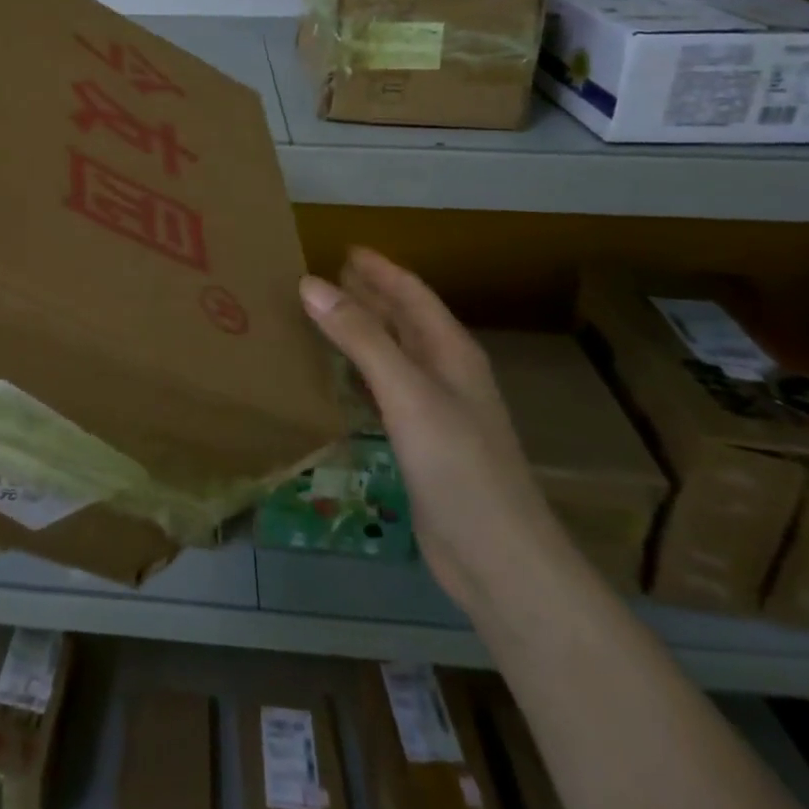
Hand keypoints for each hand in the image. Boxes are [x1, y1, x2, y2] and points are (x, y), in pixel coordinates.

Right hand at [300, 248, 565, 613]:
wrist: (498, 559)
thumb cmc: (457, 464)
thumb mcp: (406, 391)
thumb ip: (359, 336)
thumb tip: (310, 283)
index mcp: (451, 350)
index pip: (411, 293)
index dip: (379, 269)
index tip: (343, 248)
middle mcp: (446, 372)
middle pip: (403, 319)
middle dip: (368, 294)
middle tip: (322, 277)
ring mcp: (436, 410)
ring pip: (393, 354)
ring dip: (362, 331)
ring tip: (321, 315)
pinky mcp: (422, 443)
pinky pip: (385, 390)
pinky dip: (360, 372)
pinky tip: (338, 377)